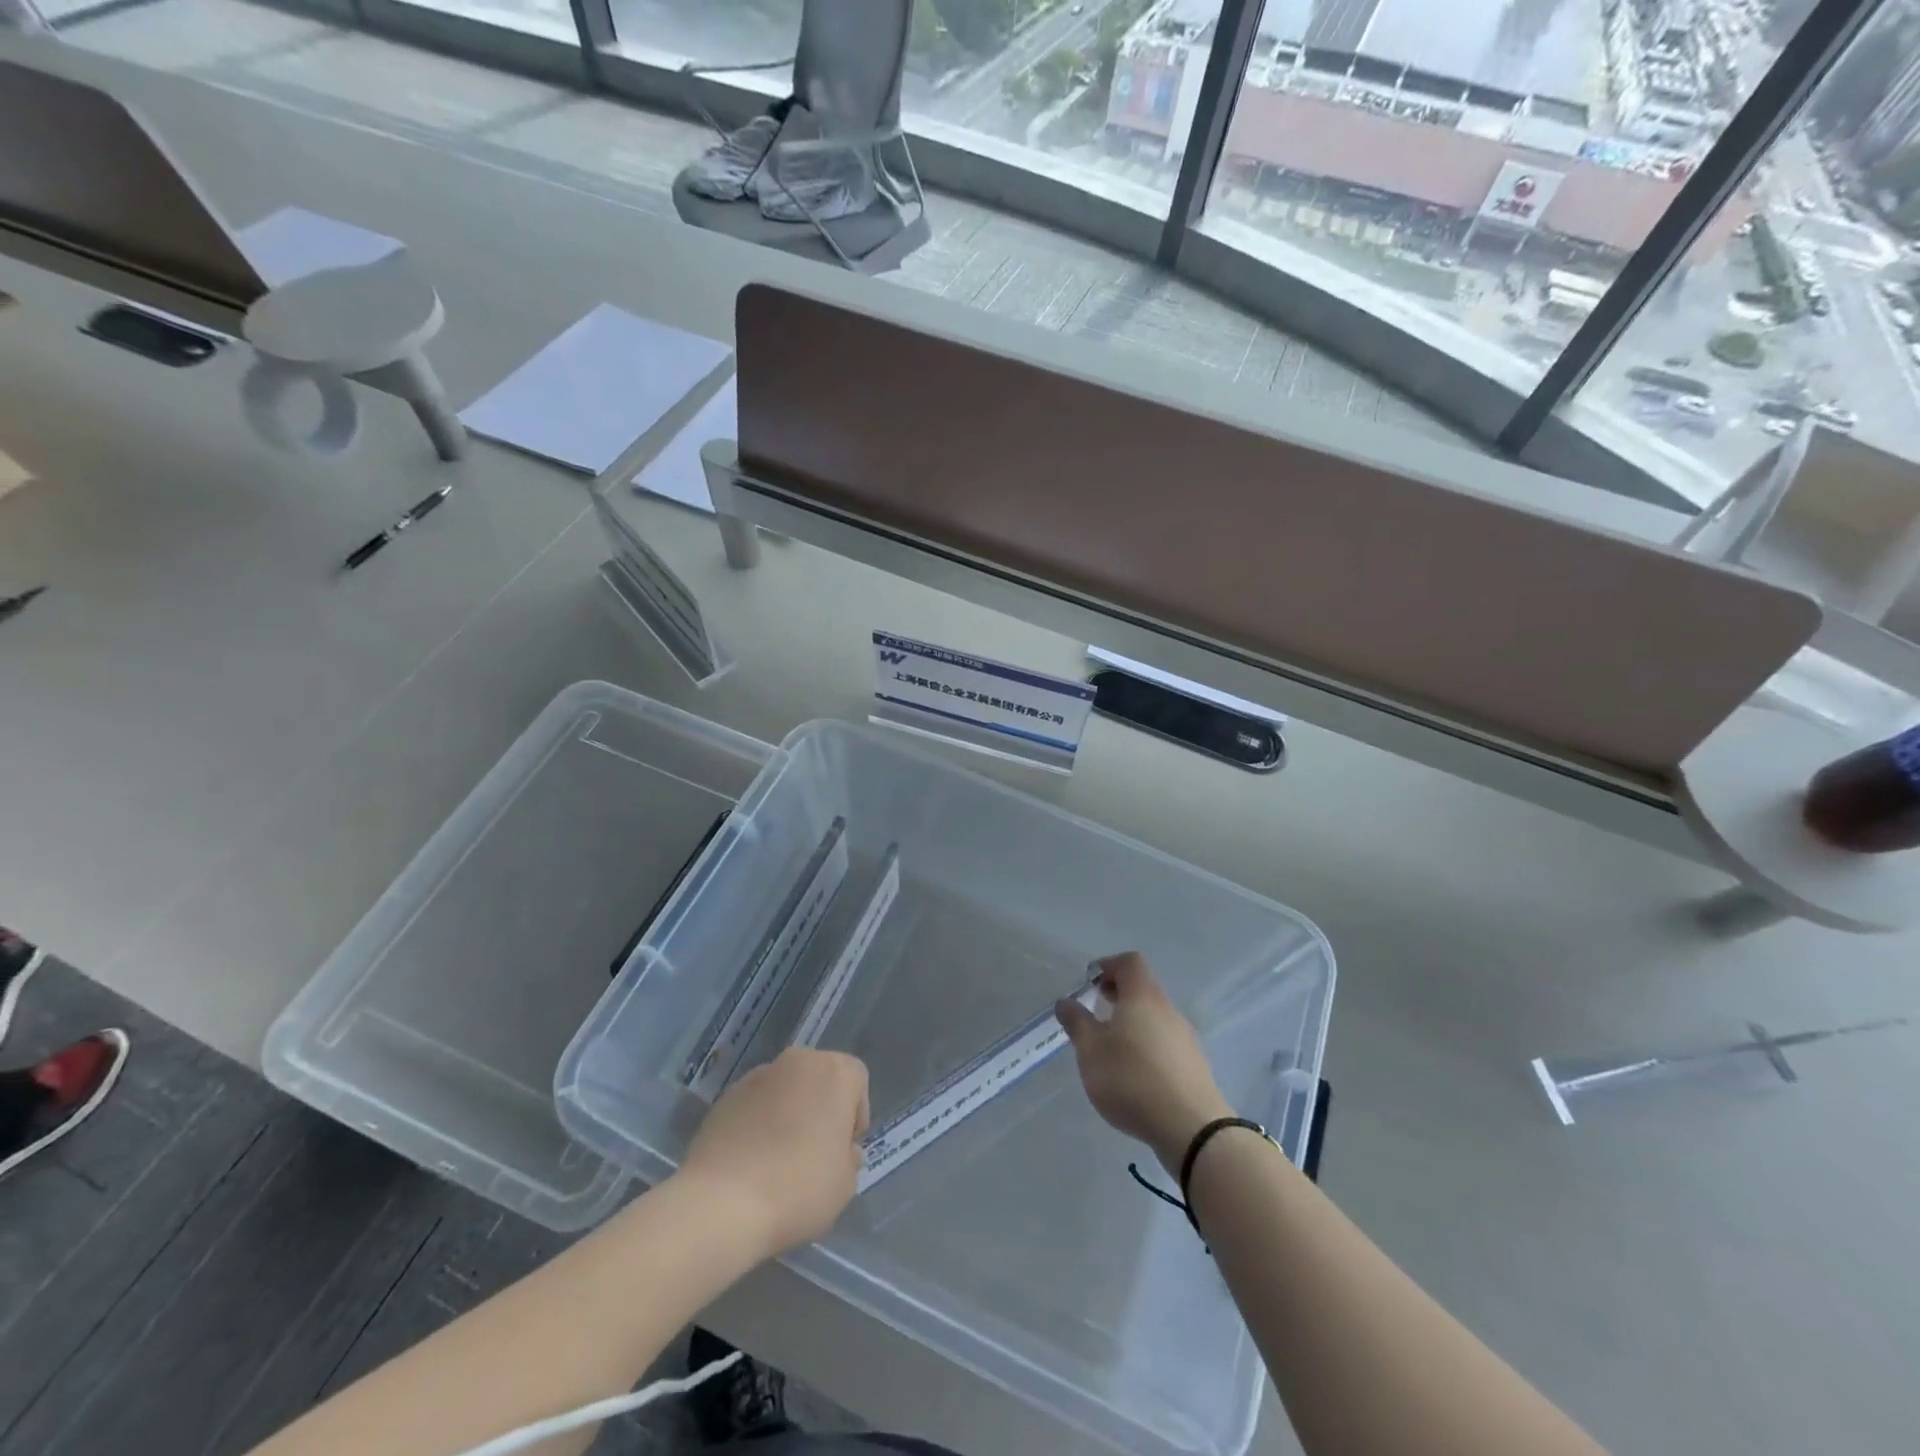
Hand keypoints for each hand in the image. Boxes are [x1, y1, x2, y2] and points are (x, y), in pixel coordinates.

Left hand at [679, 1049, 869, 1258]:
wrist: (722, 1202)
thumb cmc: (798, 1188)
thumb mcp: (845, 1184)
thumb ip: (849, 1158)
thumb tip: (841, 1150)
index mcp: (834, 1073)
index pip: (856, 1079)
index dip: (855, 1114)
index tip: (844, 1149)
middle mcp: (798, 1062)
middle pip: (820, 1077)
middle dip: (821, 1107)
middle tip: (816, 1151)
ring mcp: (758, 1076)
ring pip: (786, 1089)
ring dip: (789, 1112)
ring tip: (779, 1158)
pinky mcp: (726, 1096)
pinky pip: (755, 1104)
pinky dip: (759, 1122)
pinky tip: (752, 1160)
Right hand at [1056, 952, 1231, 1172]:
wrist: (1190, 1128)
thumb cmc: (1131, 1078)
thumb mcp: (1091, 1050)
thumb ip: (1077, 1022)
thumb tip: (1066, 1001)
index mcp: (1143, 996)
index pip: (1130, 962)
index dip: (1109, 965)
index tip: (1090, 983)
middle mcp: (1168, 1010)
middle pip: (1143, 988)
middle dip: (1118, 994)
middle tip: (1096, 1011)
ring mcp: (1185, 1038)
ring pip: (1155, 1017)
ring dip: (1133, 1022)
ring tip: (1112, 1047)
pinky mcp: (1194, 1066)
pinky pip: (1165, 1042)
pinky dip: (1147, 1045)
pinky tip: (1135, 1074)